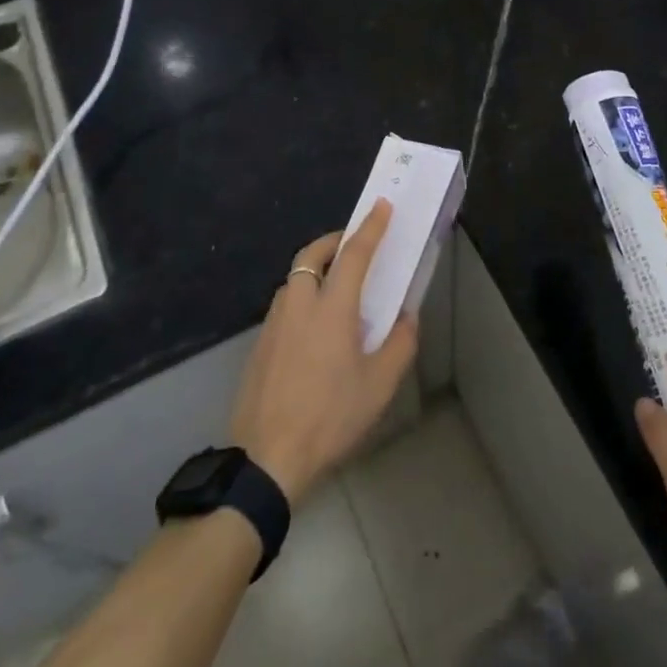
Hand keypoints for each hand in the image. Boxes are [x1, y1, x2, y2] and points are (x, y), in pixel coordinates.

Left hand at [229, 201, 416, 507]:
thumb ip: (399, 345)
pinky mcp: (259, 345)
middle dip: (333, 241)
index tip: (381, 207)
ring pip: (294, 280)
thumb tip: (407, 318)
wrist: (266, 459)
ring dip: (315, 271)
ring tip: (336, 290)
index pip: (354, 254)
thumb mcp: (379, 386)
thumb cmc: (330, 418)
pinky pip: (284, 306)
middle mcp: (299, 305)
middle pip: (311, 255)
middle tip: (352, 245)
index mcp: (332, 309)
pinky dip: (302, 298)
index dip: (370, 228)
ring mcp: (274, 324)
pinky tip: (313, 331)